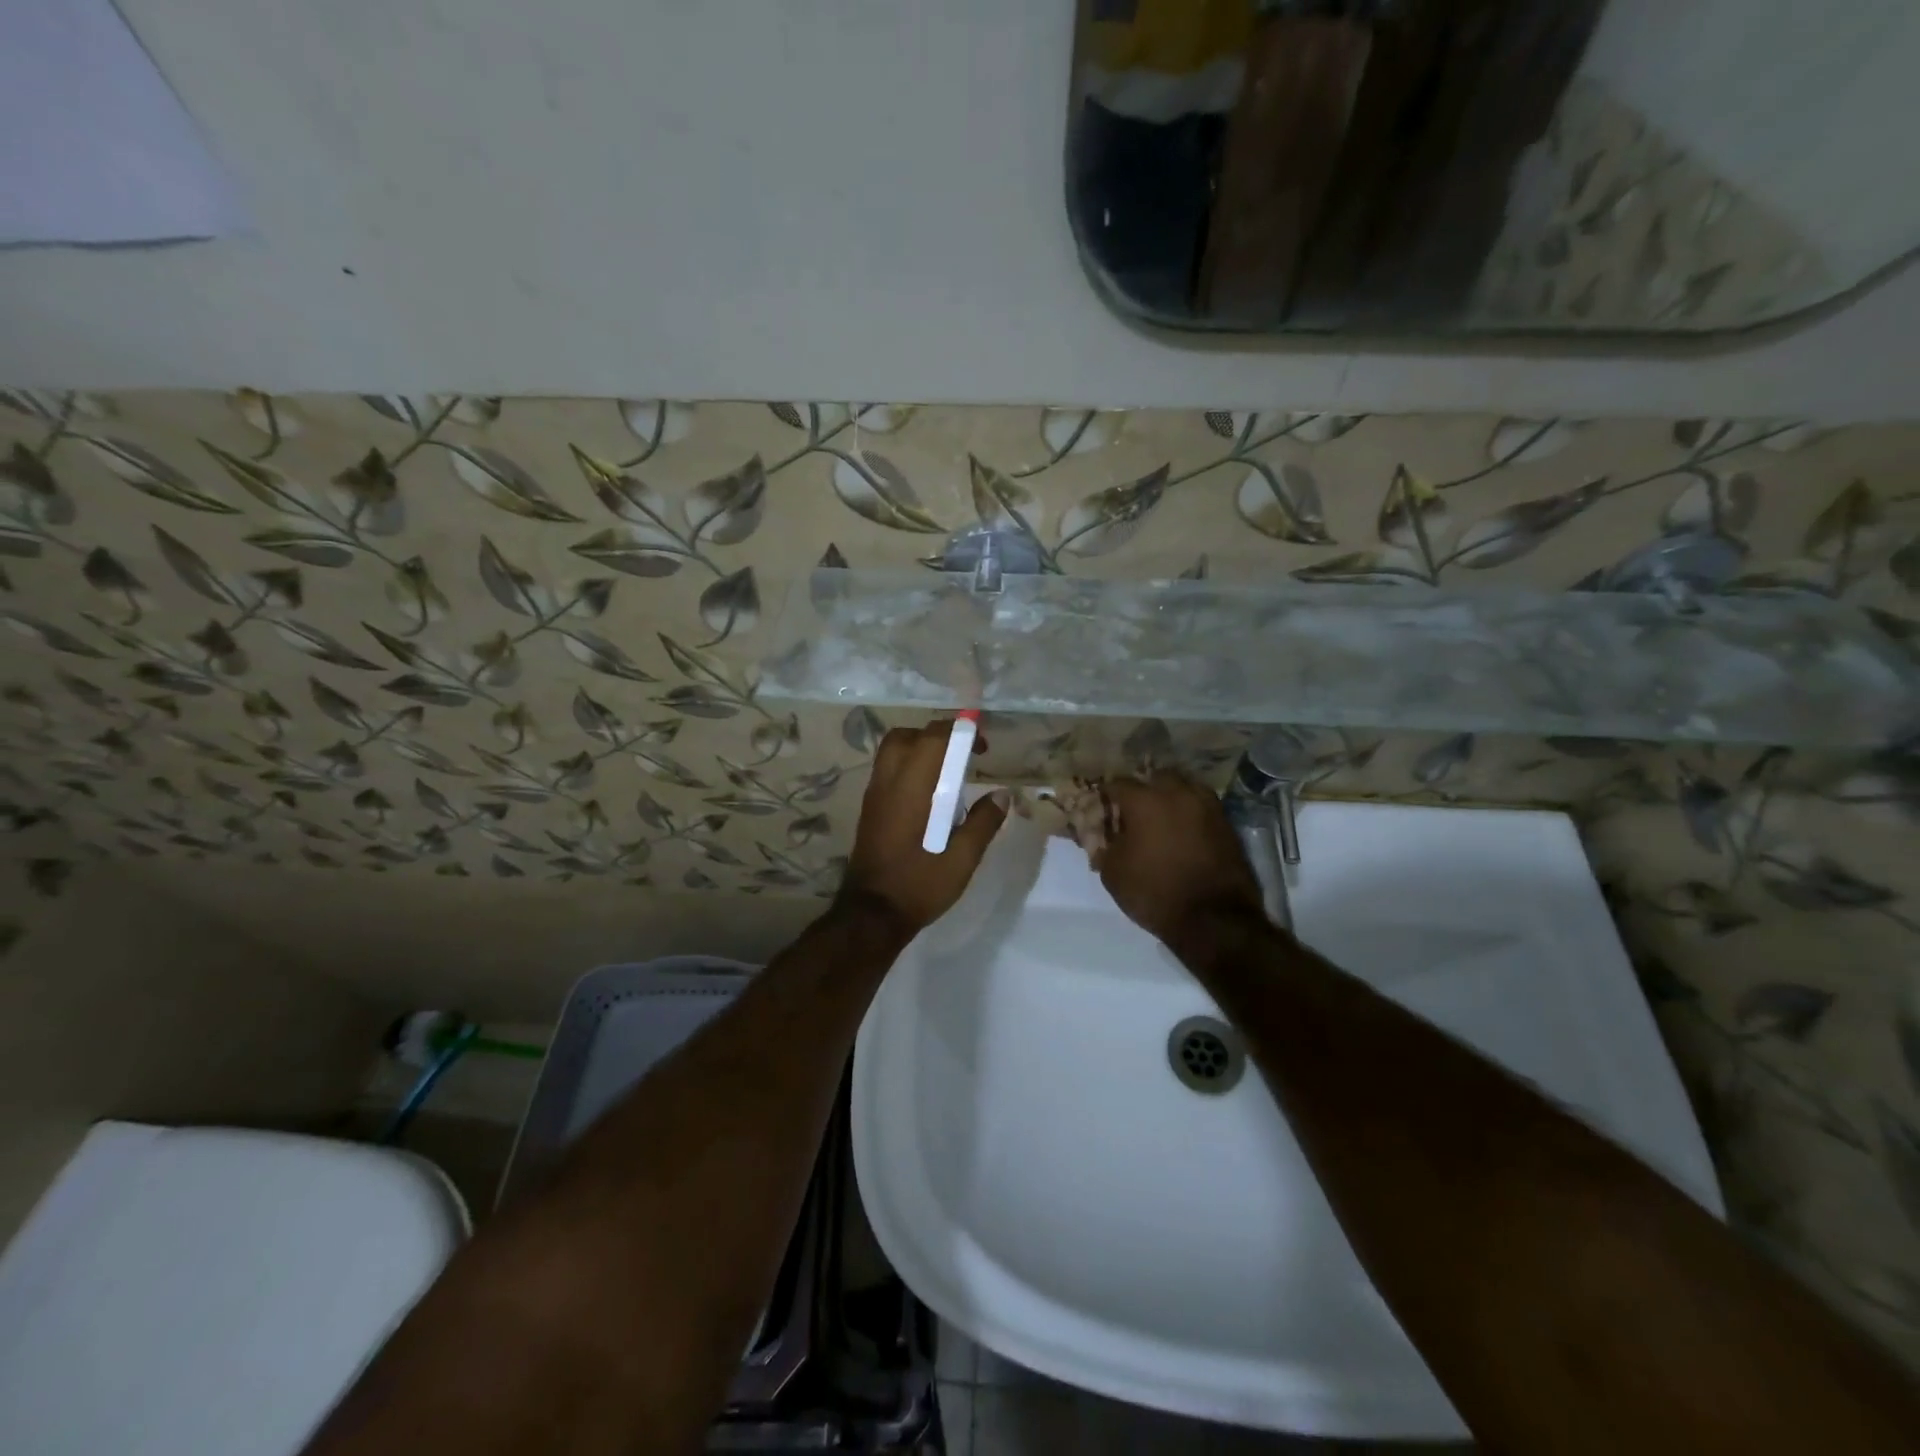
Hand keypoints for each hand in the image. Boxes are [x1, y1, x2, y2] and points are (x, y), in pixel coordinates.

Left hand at [838, 723, 1008, 938]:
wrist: (872, 914)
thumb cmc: (919, 885)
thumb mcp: (962, 859)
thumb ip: (983, 822)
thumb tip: (1001, 794)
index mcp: (912, 788)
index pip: (932, 738)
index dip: (959, 731)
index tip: (982, 747)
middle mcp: (888, 782)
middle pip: (907, 736)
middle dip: (938, 736)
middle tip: (963, 755)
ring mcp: (874, 794)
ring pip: (893, 750)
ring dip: (921, 748)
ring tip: (948, 771)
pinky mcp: (870, 808)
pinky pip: (887, 769)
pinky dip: (909, 765)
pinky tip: (929, 792)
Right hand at [1090, 775, 1265, 946]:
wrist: (1215, 920)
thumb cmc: (1155, 893)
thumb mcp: (1113, 873)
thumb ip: (1104, 845)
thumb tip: (1103, 835)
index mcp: (1144, 800)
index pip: (1117, 783)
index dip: (1106, 794)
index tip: (1102, 807)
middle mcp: (1177, 793)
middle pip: (1155, 778)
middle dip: (1143, 789)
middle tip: (1134, 811)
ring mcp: (1207, 806)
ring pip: (1184, 788)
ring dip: (1170, 797)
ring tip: (1162, 819)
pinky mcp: (1227, 823)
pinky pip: (1202, 807)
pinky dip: (1190, 813)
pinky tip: (1183, 832)